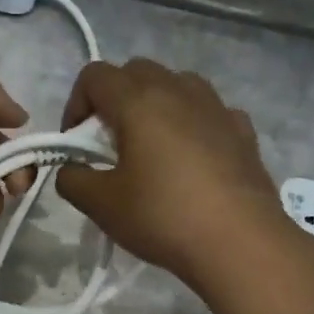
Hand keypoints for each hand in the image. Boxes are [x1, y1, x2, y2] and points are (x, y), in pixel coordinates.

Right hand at [54, 59, 290, 284]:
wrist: (239, 241)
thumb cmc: (162, 217)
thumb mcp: (100, 205)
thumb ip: (72, 180)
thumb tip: (70, 169)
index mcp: (138, 102)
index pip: (95, 76)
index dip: (76, 104)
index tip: (76, 143)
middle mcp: (178, 91)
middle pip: (136, 71)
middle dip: (113, 100)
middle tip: (108, 143)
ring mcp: (216, 107)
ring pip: (176, 84)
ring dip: (154, 105)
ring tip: (150, 147)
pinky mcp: (242, 130)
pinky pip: (208, 111)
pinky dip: (191, 123)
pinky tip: (190, 159)